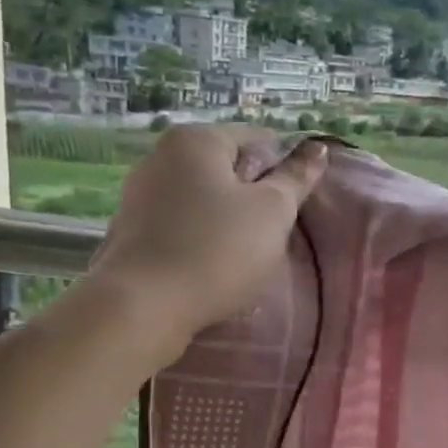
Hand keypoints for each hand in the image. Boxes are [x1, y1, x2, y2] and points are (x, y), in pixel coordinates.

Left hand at [88, 124, 327, 345]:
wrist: (144, 307)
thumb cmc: (218, 250)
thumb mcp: (272, 212)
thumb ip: (296, 178)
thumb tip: (317, 147)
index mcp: (196, 139)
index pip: (259, 139)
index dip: (284, 171)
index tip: (292, 208)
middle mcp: (161, 155)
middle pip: (227, 168)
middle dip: (254, 196)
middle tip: (271, 234)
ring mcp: (140, 193)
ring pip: (203, 198)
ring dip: (228, 220)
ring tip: (243, 255)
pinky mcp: (131, 230)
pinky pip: (180, 224)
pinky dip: (200, 238)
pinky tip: (211, 266)